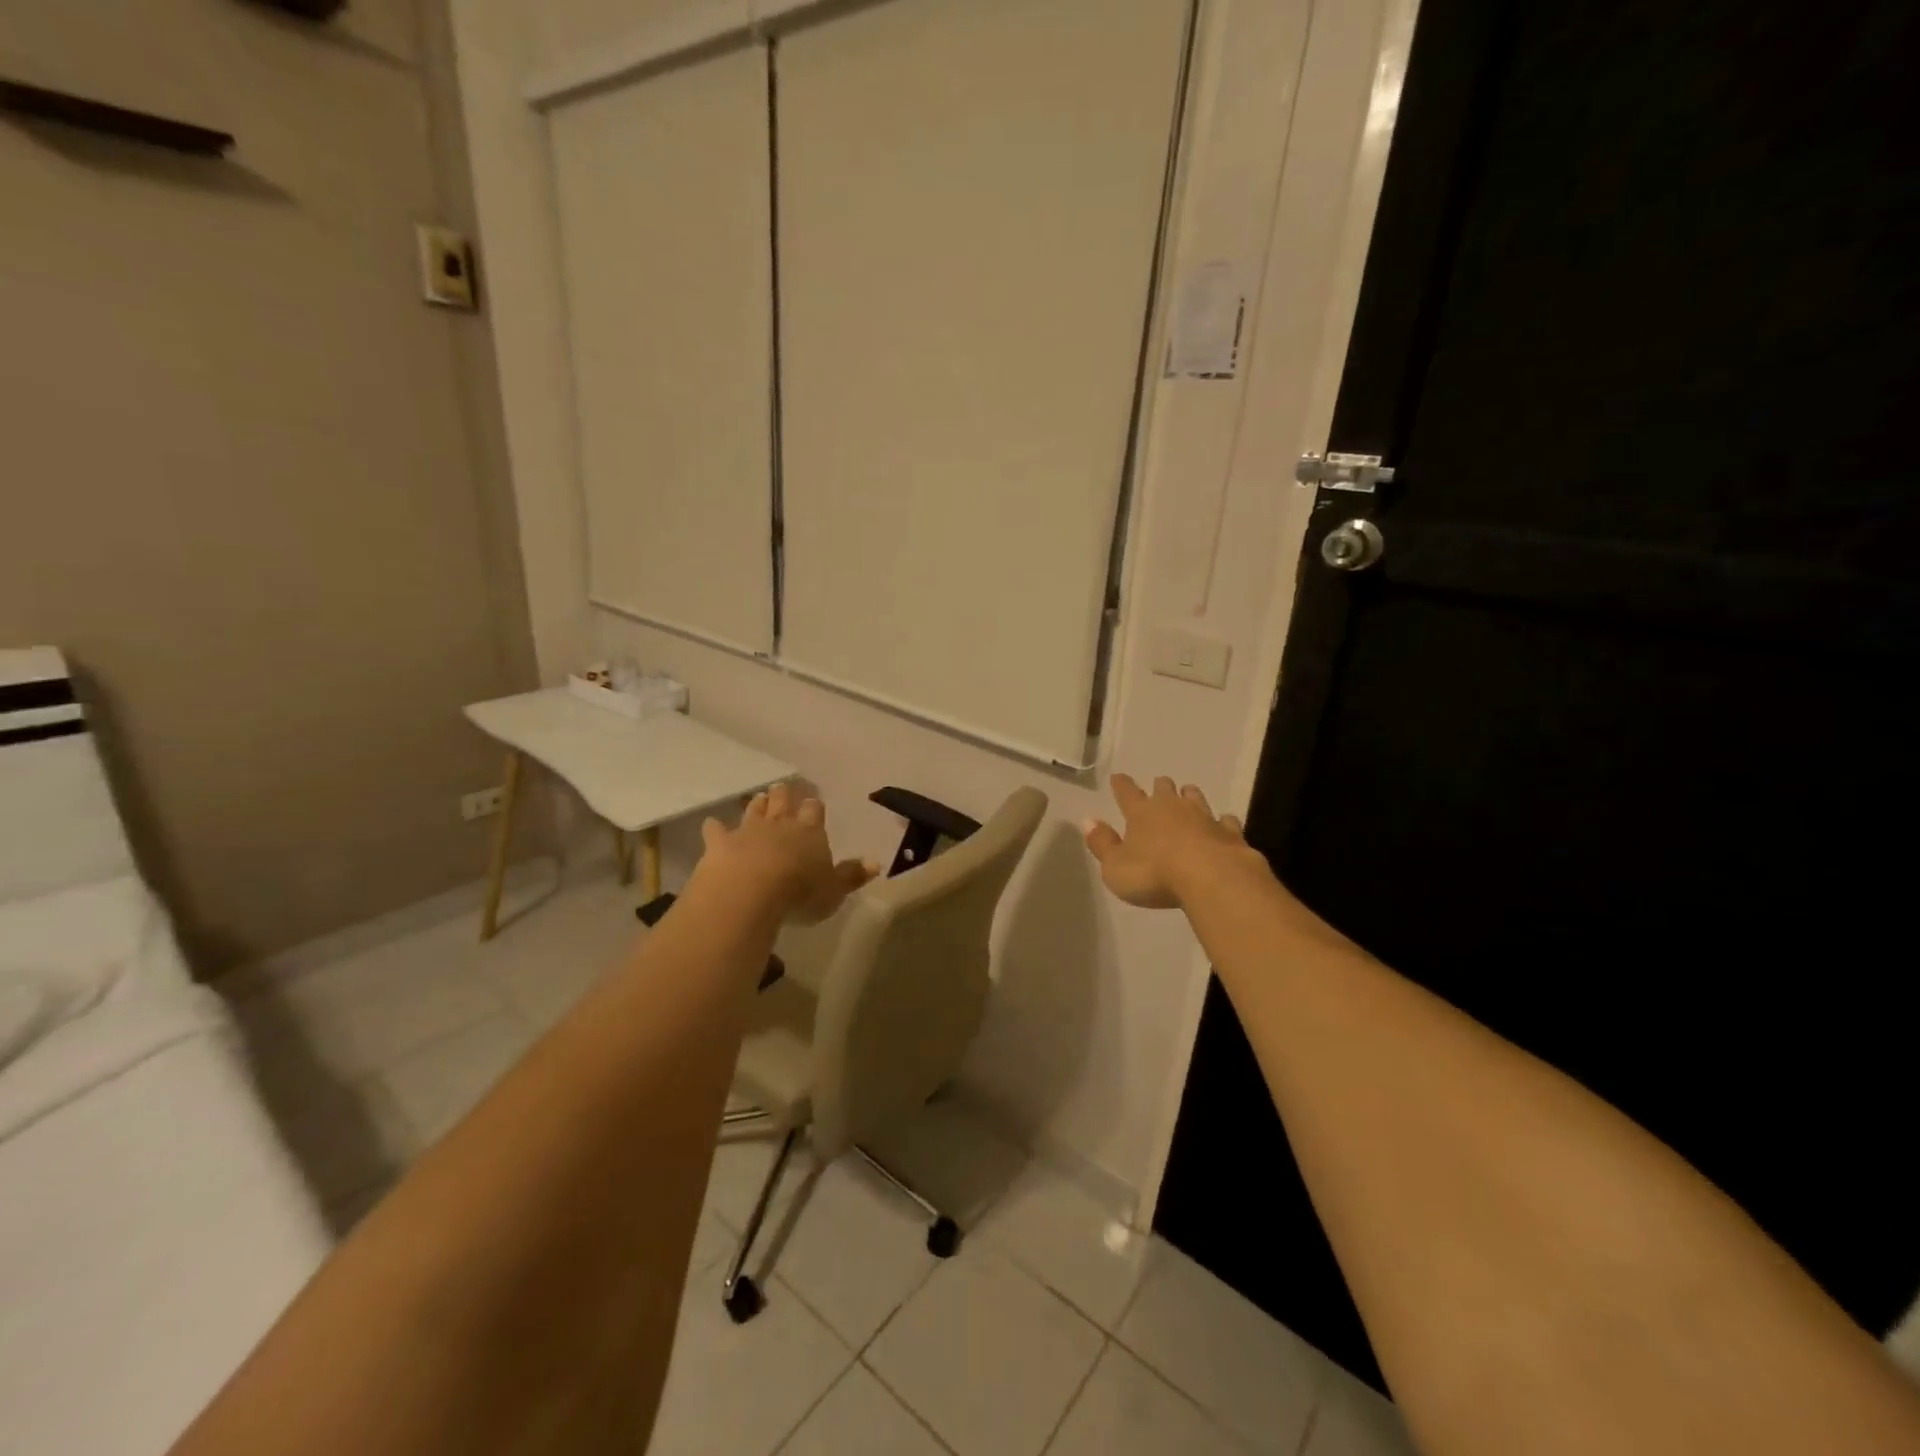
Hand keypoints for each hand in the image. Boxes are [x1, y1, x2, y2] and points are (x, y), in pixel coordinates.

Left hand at [699, 783, 879, 923]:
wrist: (750, 892)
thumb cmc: (799, 892)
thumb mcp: (834, 890)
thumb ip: (852, 875)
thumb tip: (877, 863)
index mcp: (809, 831)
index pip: (814, 811)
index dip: (813, 807)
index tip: (813, 803)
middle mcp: (779, 824)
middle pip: (783, 802)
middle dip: (784, 795)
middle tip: (781, 788)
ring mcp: (747, 831)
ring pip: (753, 811)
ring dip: (757, 805)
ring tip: (759, 798)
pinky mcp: (719, 844)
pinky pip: (716, 830)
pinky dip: (714, 828)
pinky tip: (712, 825)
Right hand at [1083, 773, 1257, 908]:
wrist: (1212, 878)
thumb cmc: (1154, 874)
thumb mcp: (1115, 867)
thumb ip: (1102, 844)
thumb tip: (1088, 820)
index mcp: (1141, 813)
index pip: (1127, 794)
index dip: (1121, 785)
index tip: (1118, 777)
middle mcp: (1172, 808)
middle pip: (1165, 790)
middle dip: (1160, 787)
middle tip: (1159, 785)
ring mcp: (1204, 818)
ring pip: (1196, 798)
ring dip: (1190, 796)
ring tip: (1188, 793)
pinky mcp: (1229, 834)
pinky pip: (1225, 821)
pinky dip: (1222, 821)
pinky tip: (1223, 822)